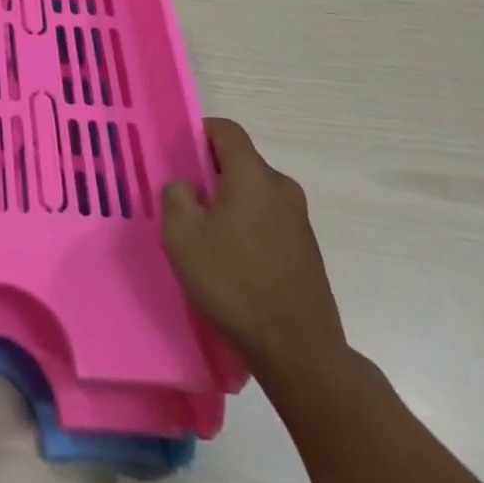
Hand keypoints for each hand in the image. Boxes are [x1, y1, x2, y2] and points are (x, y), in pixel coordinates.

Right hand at [161, 118, 345, 378]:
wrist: (299, 352)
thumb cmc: (233, 282)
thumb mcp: (182, 235)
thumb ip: (176, 197)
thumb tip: (188, 188)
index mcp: (253, 175)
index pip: (226, 130)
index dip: (199, 132)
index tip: (179, 155)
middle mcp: (282, 189)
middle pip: (241, 162)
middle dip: (212, 173)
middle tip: (186, 200)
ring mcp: (300, 222)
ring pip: (255, 194)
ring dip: (231, 203)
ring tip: (207, 236)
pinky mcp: (308, 253)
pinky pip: (269, 222)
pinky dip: (249, 228)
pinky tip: (233, 262)